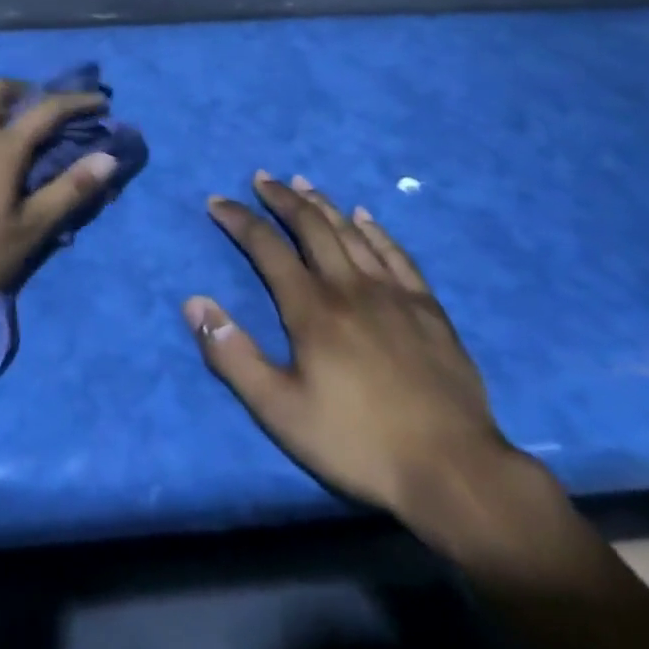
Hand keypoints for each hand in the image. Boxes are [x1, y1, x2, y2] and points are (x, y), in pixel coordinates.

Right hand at [185, 173, 514, 537]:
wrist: (453, 470)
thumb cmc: (358, 443)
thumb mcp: (280, 411)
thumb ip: (234, 356)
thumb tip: (194, 301)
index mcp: (312, 309)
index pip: (267, 248)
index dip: (240, 220)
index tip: (218, 201)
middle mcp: (350, 287)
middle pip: (311, 227)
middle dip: (282, 199)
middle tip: (262, 178)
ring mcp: (394, 294)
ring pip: (351, 232)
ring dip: (323, 204)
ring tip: (302, 184)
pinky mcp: (427, 308)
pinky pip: (396, 254)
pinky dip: (375, 230)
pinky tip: (365, 217)